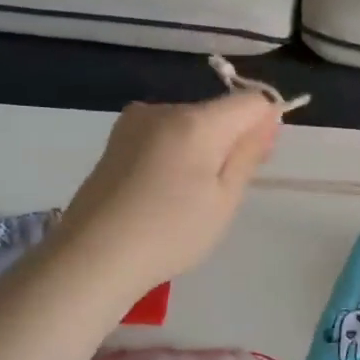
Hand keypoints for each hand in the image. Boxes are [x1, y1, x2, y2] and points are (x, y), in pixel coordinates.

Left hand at [52, 93, 281, 297]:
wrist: (92, 257)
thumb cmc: (170, 234)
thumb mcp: (224, 200)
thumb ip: (248, 153)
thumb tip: (268, 117)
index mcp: (196, 121)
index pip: (250, 102)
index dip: (264, 126)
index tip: (256, 163)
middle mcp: (164, 109)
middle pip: (218, 112)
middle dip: (231, 140)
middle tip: (221, 193)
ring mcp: (135, 122)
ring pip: (191, 124)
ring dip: (202, 149)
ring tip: (186, 198)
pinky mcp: (117, 139)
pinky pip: (165, 134)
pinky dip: (176, 154)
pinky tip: (162, 190)